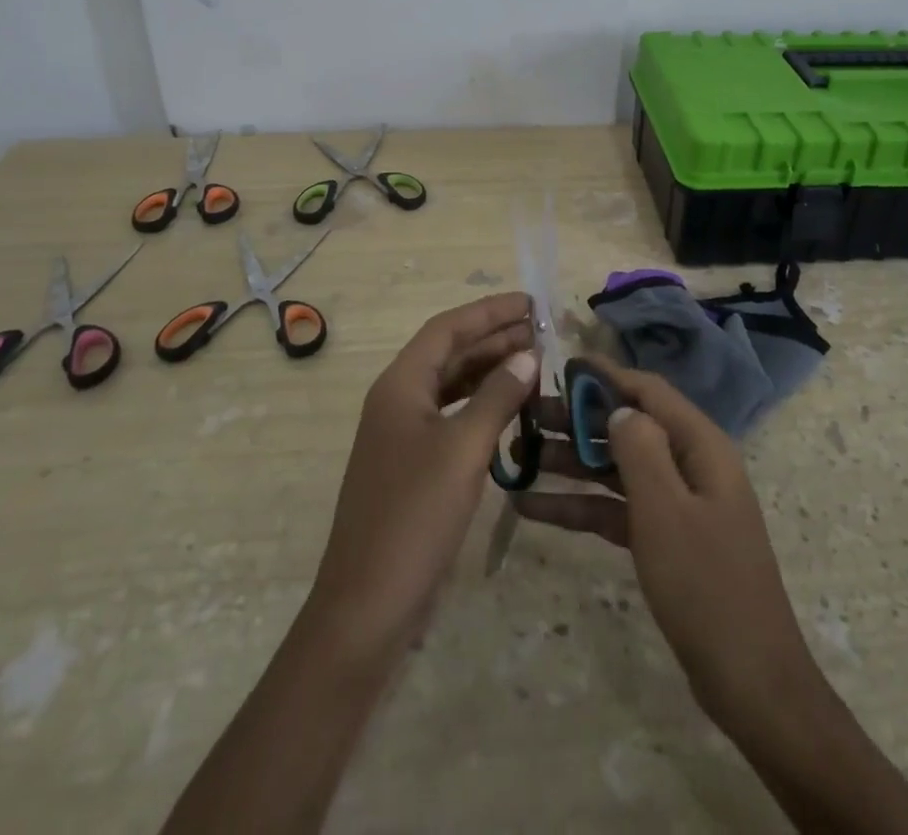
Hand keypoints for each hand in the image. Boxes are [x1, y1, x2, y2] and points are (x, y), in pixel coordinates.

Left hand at [308, 291, 537, 660]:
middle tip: (542, 329)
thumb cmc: (414, 517)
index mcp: (400, 385)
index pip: (447, 329)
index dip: (489, 311)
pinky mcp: (412, 464)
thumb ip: (496, 397)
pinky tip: (511, 409)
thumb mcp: (463, 450)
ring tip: (534, 360)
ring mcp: (402, 434)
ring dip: (490, 370)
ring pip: (451, 385)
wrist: (366, 605)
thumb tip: (527, 355)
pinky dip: (481, 405)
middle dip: (493, 337)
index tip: (530, 302)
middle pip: (449, 353)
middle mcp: (397, 400)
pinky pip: (451, 416)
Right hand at [514, 365, 817, 722]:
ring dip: (571, 463)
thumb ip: (640, 449)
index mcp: (700, 446)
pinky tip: (533, 509)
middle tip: (525, 418)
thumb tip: (620, 407)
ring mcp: (677, 504)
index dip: (606, 376)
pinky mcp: (665, 538)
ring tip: (519, 458)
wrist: (749, 681)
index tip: (561, 367)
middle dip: (578, 421)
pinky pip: (616, 508)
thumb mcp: (666, 510)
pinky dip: (580, 506)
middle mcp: (689, 465)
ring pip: (617, 468)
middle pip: (628, 428)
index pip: (649, 391)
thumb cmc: (706, 584)